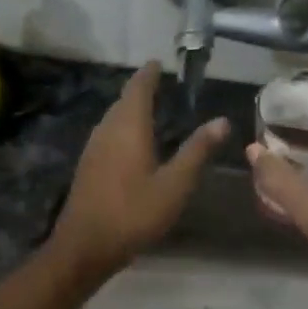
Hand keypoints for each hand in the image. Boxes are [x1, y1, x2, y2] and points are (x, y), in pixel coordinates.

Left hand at [48, 63, 228, 283]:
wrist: (85, 246)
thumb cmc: (134, 213)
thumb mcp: (175, 184)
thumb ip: (197, 150)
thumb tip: (222, 120)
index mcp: (129, 128)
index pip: (139, 89)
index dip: (149, 74)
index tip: (158, 63)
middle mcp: (107, 130)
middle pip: (123, 101)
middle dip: (140, 89)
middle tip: (158, 83)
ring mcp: (93, 148)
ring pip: (112, 118)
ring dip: (129, 108)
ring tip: (148, 108)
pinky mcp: (88, 166)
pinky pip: (107, 134)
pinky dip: (121, 127)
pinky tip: (130, 142)